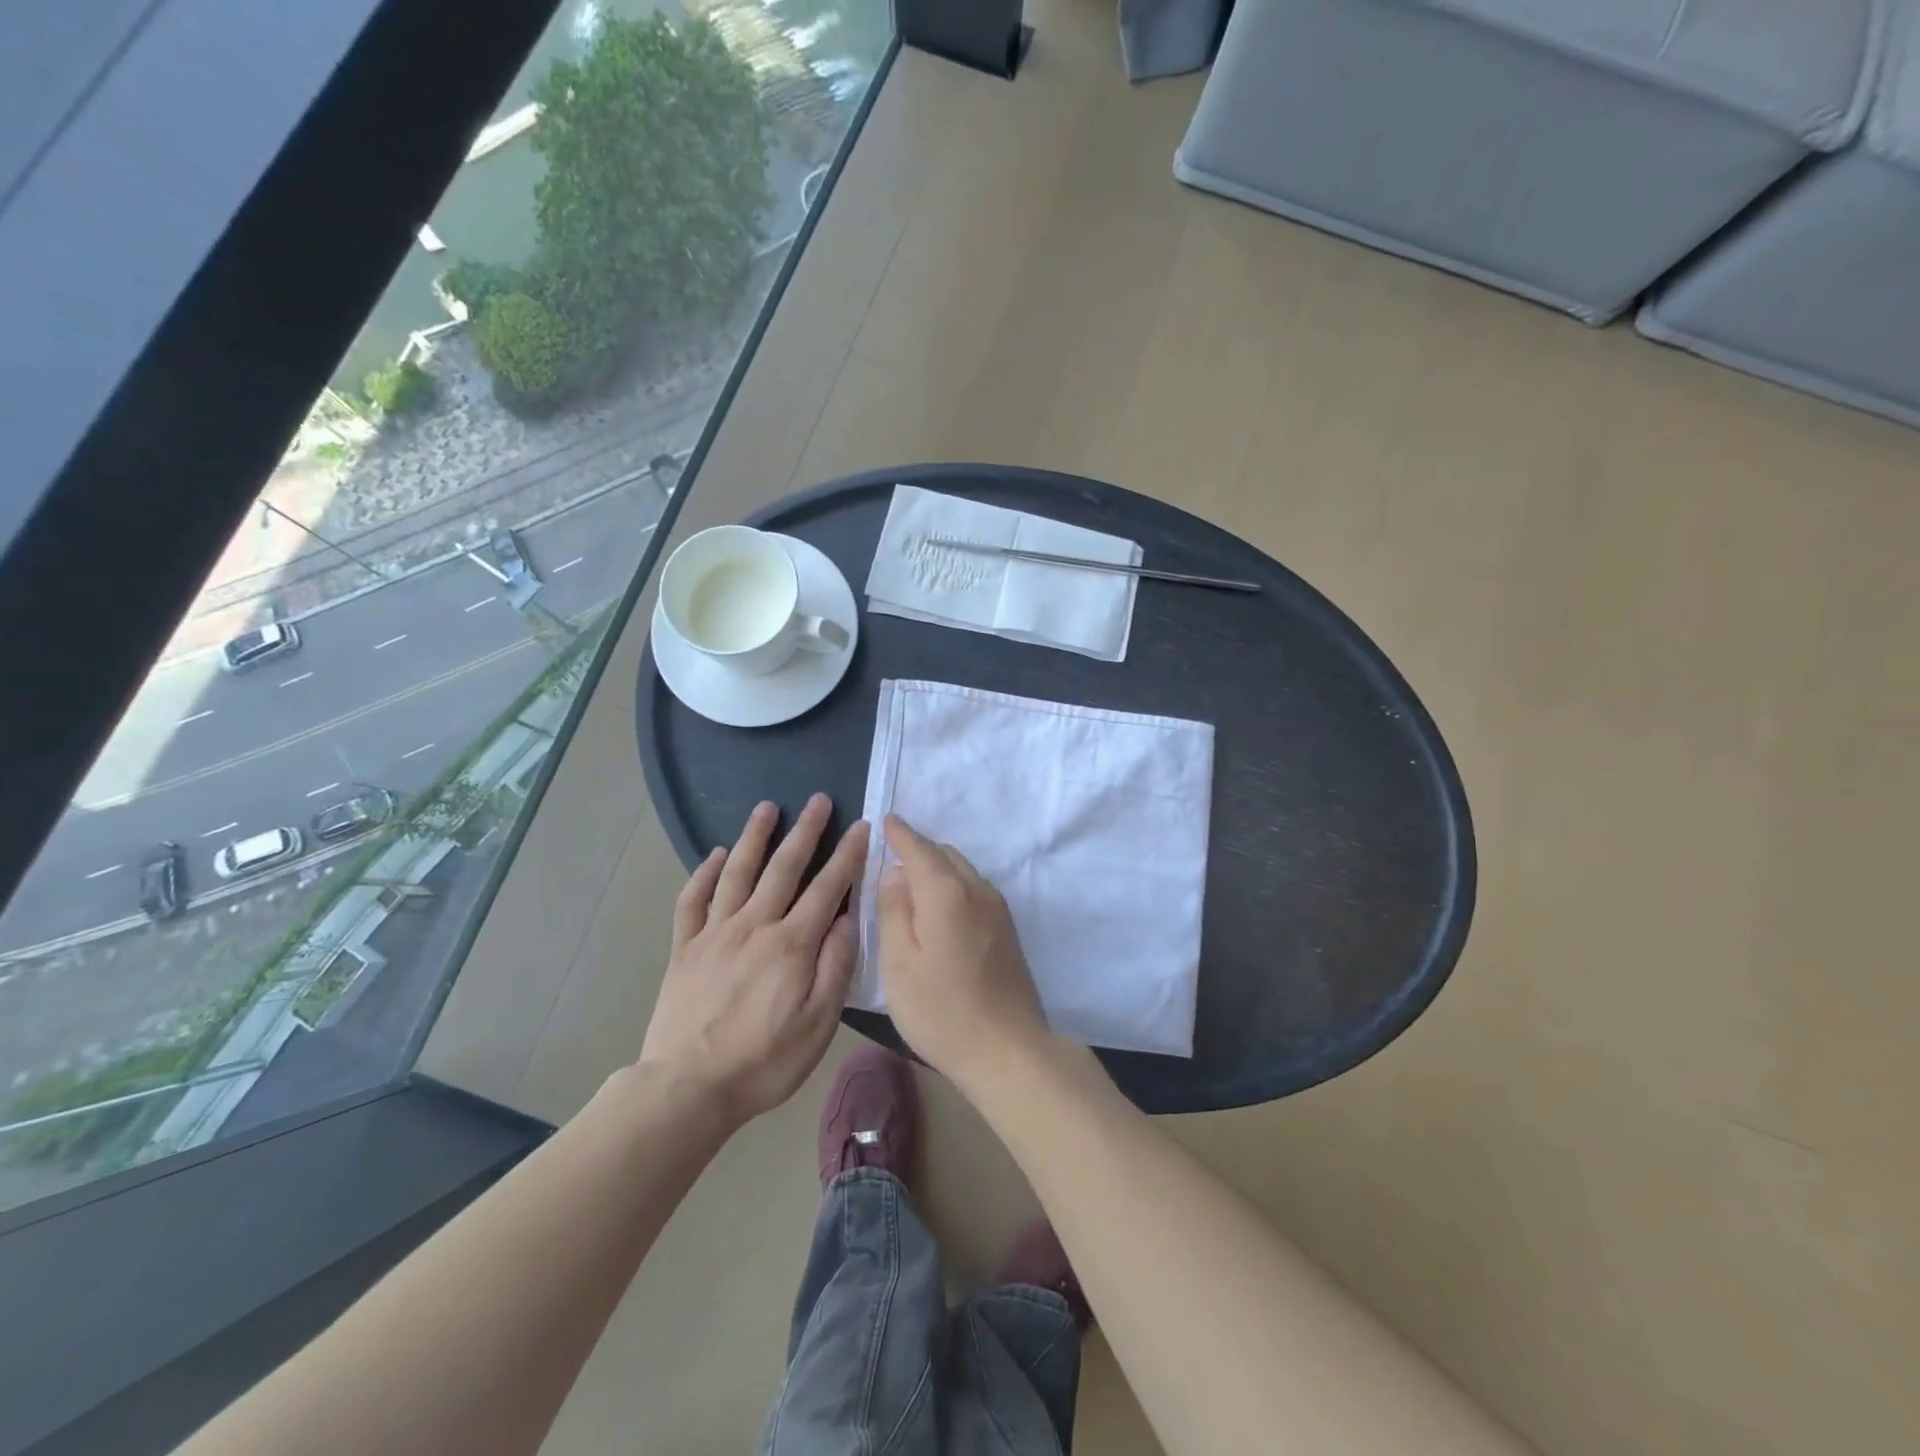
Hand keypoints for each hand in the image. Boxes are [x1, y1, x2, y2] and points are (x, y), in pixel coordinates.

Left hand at [639, 795, 866, 1128]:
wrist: (686, 1088)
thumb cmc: (763, 1062)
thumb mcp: (818, 1024)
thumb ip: (836, 967)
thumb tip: (848, 919)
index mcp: (792, 944)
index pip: (827, 887)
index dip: (847, 855)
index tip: (860, 826)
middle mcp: (754, 926)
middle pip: (783, 867)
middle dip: (804, 831)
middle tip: (818, 799)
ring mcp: (715, 933)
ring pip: (737, 872)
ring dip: (753, 837)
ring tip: (766, 807)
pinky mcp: (685, 947)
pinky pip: (693, 900)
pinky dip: (703, 873)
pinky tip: (713, 855)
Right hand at [875, 814, 1052, 1089]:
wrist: (1008, 1050)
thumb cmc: (942, 1011)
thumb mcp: (898, 964)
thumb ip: (892, 912)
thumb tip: (894, 875)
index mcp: (946, 892)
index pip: (919, 848)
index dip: (900, 834)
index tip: (886, 820)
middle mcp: (976, 889)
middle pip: (944, 854)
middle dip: (918, 848)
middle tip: (891, 855)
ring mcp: (997, 908)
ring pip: (962, 870)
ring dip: (937, 866)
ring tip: (910, 881)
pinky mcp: (1007, 928)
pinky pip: (974, 888)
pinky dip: (952, 884)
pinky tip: (938, 907)